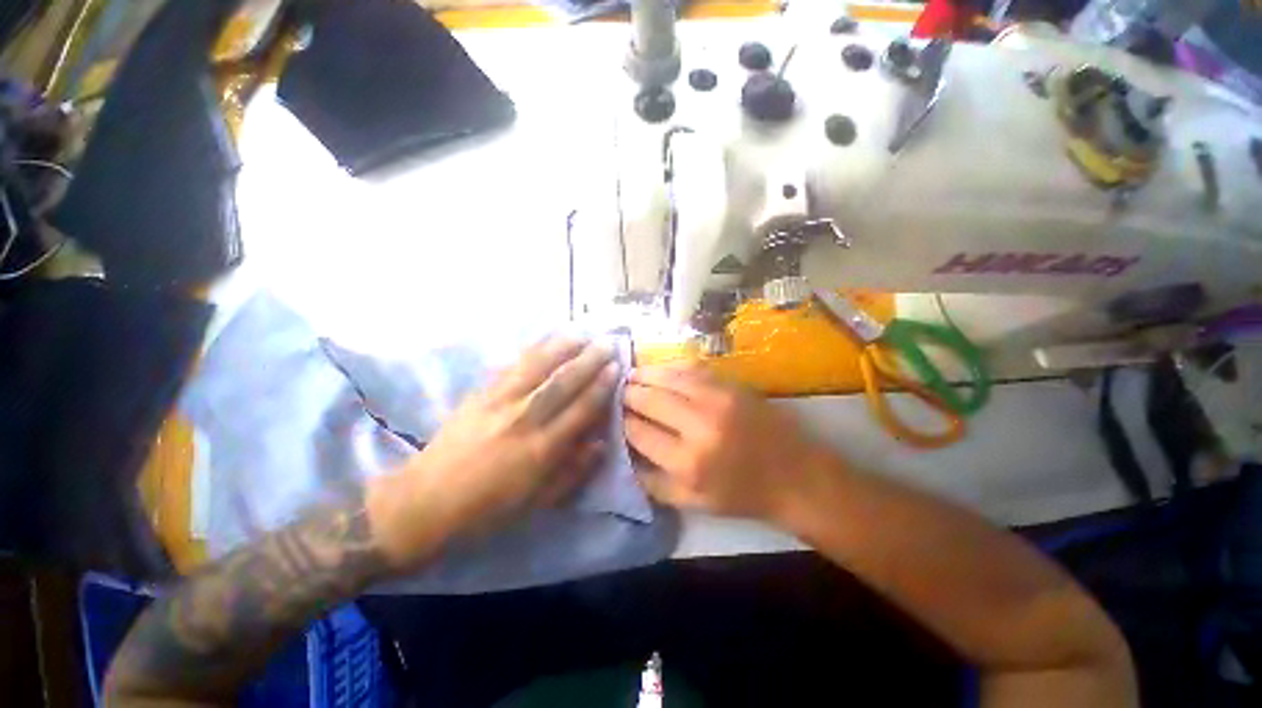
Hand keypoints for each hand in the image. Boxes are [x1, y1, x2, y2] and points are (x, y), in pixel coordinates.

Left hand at [371, 337, 620, 567]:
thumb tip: (601, 443)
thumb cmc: (488, 508)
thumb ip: (573, 471)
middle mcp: (524, 420)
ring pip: (537, 366)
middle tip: (607, 342)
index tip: (616, 367)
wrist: (426, 501)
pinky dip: (532, 351)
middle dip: (589, 360)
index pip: (581, 408)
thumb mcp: (538, 501)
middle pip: (563, 382)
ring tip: (581, 331)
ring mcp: (499, 403)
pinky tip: (545, 341)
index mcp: (542, 450)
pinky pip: (511, 366)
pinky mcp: (480, 395)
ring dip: (562, 346)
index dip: (601, 385)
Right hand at [623, 365, 832, 520]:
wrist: (795, 475)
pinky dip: (670, 367)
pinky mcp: (731, 385)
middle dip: (628, 393)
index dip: (622, 420)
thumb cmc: (742, 495)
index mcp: (688, 462)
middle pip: (649, 399)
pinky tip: (659, 369)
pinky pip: (691, 368)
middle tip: (618, 390)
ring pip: (668, 377)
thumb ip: (653, 482)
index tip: (614, 414)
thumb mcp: (693, 503)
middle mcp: (699, 425)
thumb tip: (625, 454)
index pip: (638, 431)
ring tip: (631, 375)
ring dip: (645, 374)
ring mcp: (718, 399)